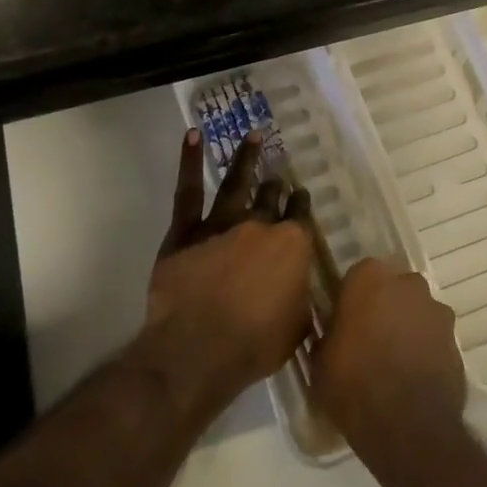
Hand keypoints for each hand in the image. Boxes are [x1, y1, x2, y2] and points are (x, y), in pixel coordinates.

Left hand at [143, 130, 316, 406]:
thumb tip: (301, 285)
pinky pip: (188, 192)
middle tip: (277, 175)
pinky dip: (190, 161)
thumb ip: (301, 296)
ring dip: (246, 158)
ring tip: (253, 136)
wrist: (197, 351)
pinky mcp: (185, 232)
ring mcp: (221, 224)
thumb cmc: (254, 345)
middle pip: (270, 198)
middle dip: (276, 186)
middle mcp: (259, 225)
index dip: (301, 204)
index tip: (301, 197)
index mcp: (292, 246)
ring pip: (236, 183)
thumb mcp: (298, 326)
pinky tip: (193, 136)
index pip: (300, 216)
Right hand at [312, 258, 466, 463]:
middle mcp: (407, 284)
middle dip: (384, 306)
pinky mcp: (456, 340)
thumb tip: (336, 331)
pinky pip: (434, 338)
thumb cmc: (352, 383)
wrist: (406, 425)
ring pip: (417, 311)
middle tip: (369, 338)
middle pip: (393, 288)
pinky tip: (413, 376)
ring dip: (408, 327)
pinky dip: (426, 350)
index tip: (345, 321)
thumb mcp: (320, 359)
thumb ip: (330, 333)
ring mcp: (436, 310)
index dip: (352, 298)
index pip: (358, 275)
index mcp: (370, 277)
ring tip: (394, 362)